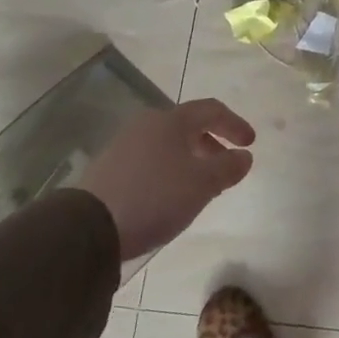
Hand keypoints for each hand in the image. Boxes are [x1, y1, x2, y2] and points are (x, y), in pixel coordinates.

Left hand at [76, 99, 255, 260]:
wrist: (88, 227)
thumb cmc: (155, 197)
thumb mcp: (202, 184)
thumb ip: (228, 167)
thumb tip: (244, 156)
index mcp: (171, 120)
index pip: (211, 110)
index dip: (235, 124)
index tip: (250, 144)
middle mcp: (146, 124)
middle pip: (188, 125)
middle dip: (212, 142)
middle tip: (226, 165)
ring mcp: (123, 145)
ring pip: (167, 143)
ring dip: (190, 158)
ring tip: (200, 184)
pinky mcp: (108, 168)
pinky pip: (149, 159)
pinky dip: (169, 169)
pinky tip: (170, 194)